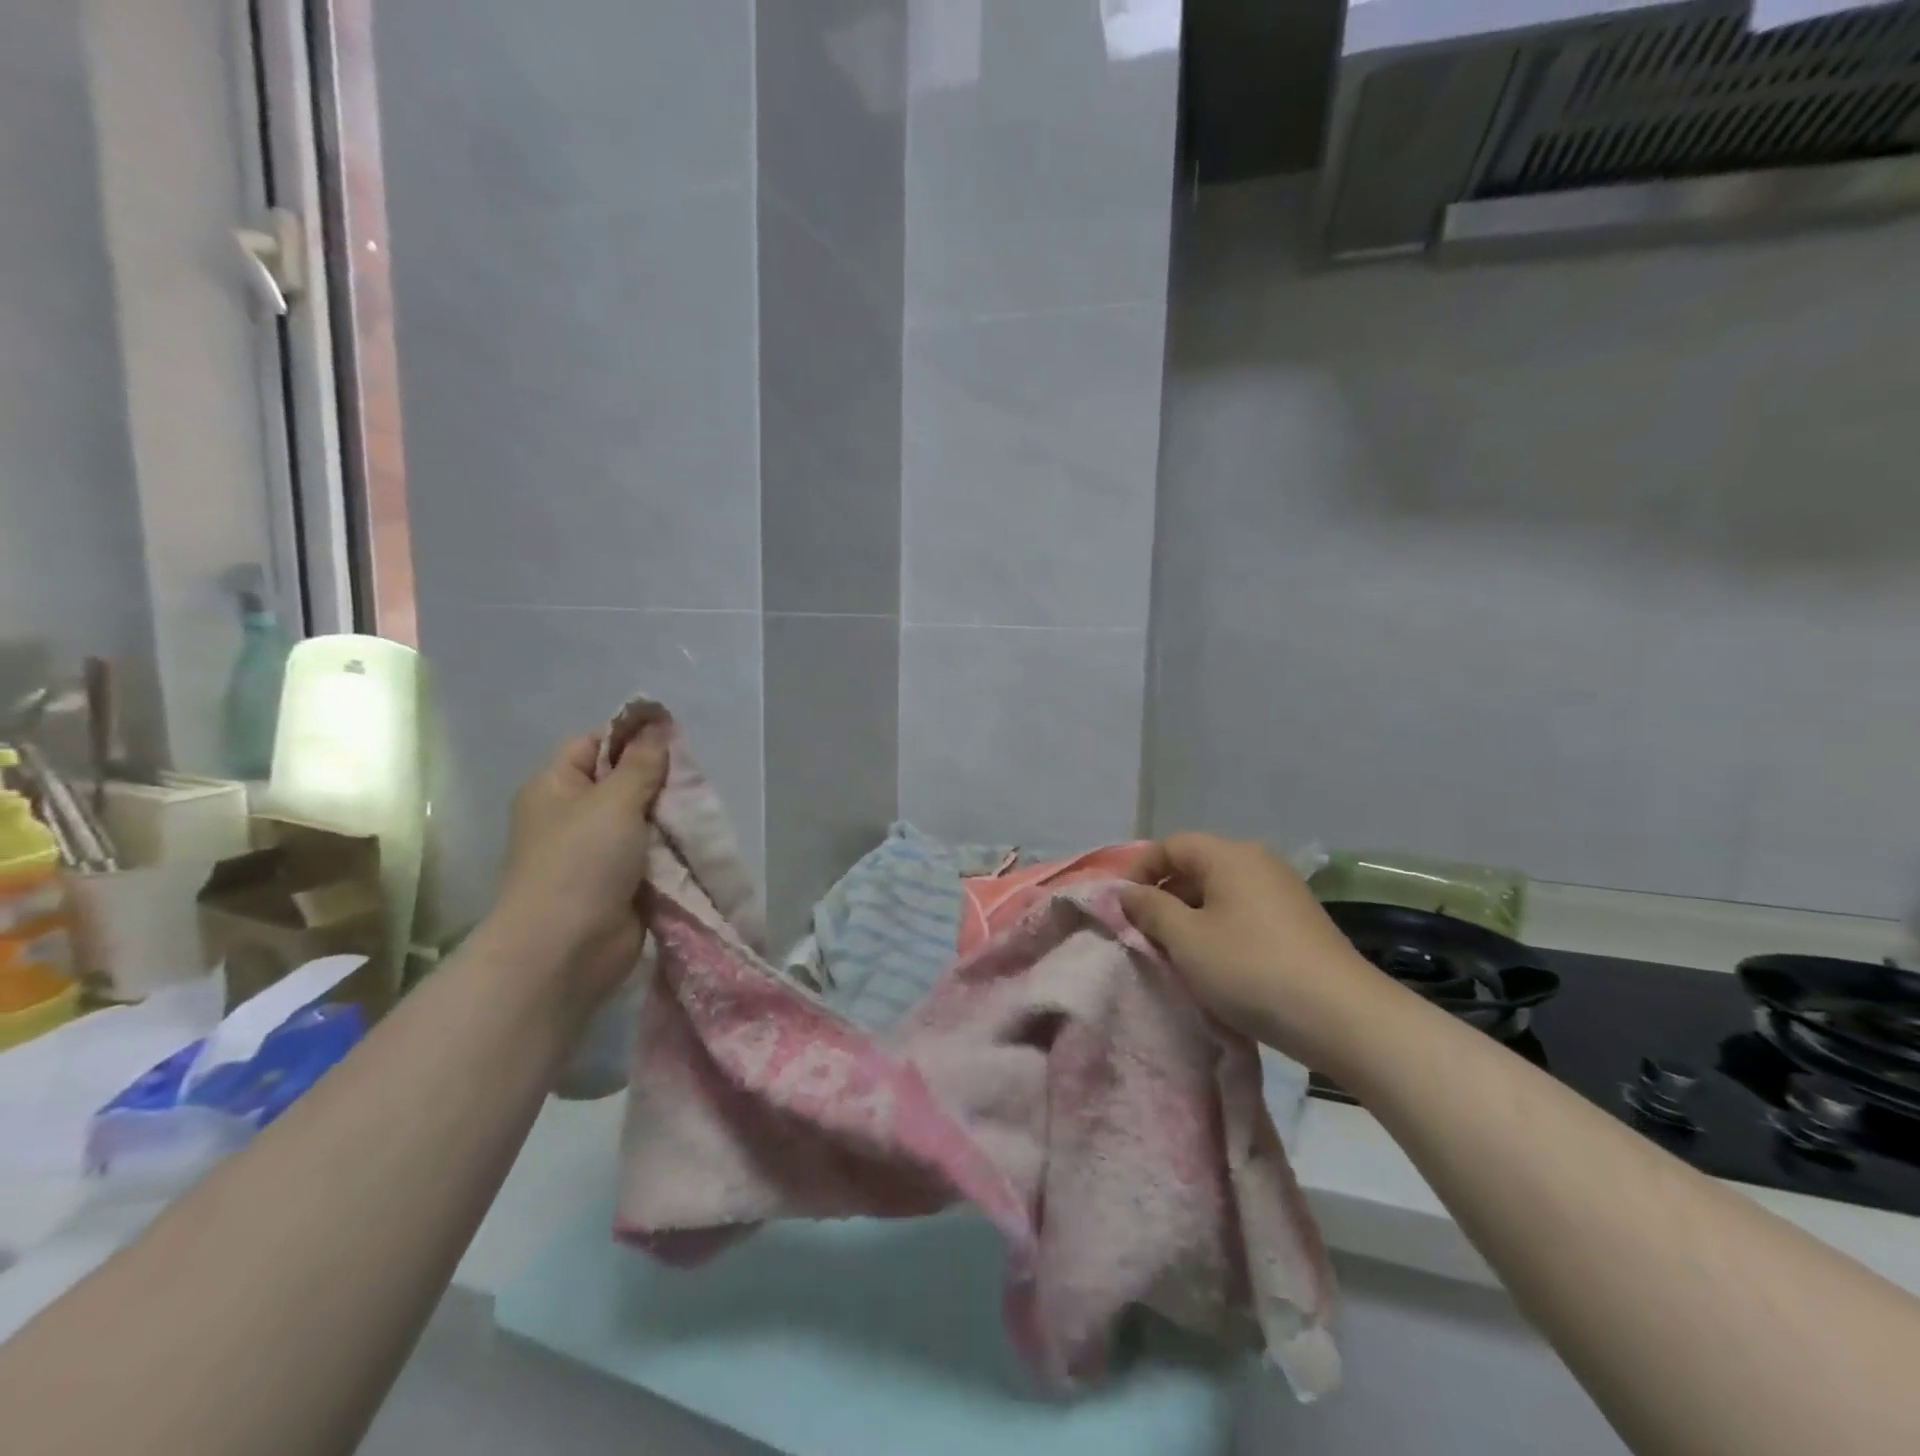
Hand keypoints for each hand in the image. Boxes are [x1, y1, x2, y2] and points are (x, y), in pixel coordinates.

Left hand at [489, 722, 670, 1004]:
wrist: (567, 949)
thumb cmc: (581, 862)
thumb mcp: (614, 800)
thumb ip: (642, 762)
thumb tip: (659, 723)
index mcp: (555, 787)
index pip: (594, 744)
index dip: (630, 736)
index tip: (673, 736)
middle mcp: (573, 815)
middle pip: (623, 781)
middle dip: (659, 779)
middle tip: (693, 778)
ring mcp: (596, 852)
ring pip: (643, 818)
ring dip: (669, 816)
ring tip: (700, 808)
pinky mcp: (620, 882)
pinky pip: (651, 852)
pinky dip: (672, 847)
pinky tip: (697, 839)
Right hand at [1120, 834, 1397, 1069]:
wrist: (1343, 1017)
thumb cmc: (1251, 969)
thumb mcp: (1187, 940)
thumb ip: (1150, 909)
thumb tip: (1128, 892)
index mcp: (1229, 856)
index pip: (1171, 846)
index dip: (1140, 870)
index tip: (1121, 906)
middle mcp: (1258, 862)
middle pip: (1196, 866)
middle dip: (1164, 896)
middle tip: (1143, 933)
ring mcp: (1283, 891)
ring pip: (1220, 893)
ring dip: (1191, 916)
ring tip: (1175, 953)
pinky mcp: (1299, 922)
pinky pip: (1244, 912)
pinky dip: (1220, 929)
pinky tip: (1216, 964)